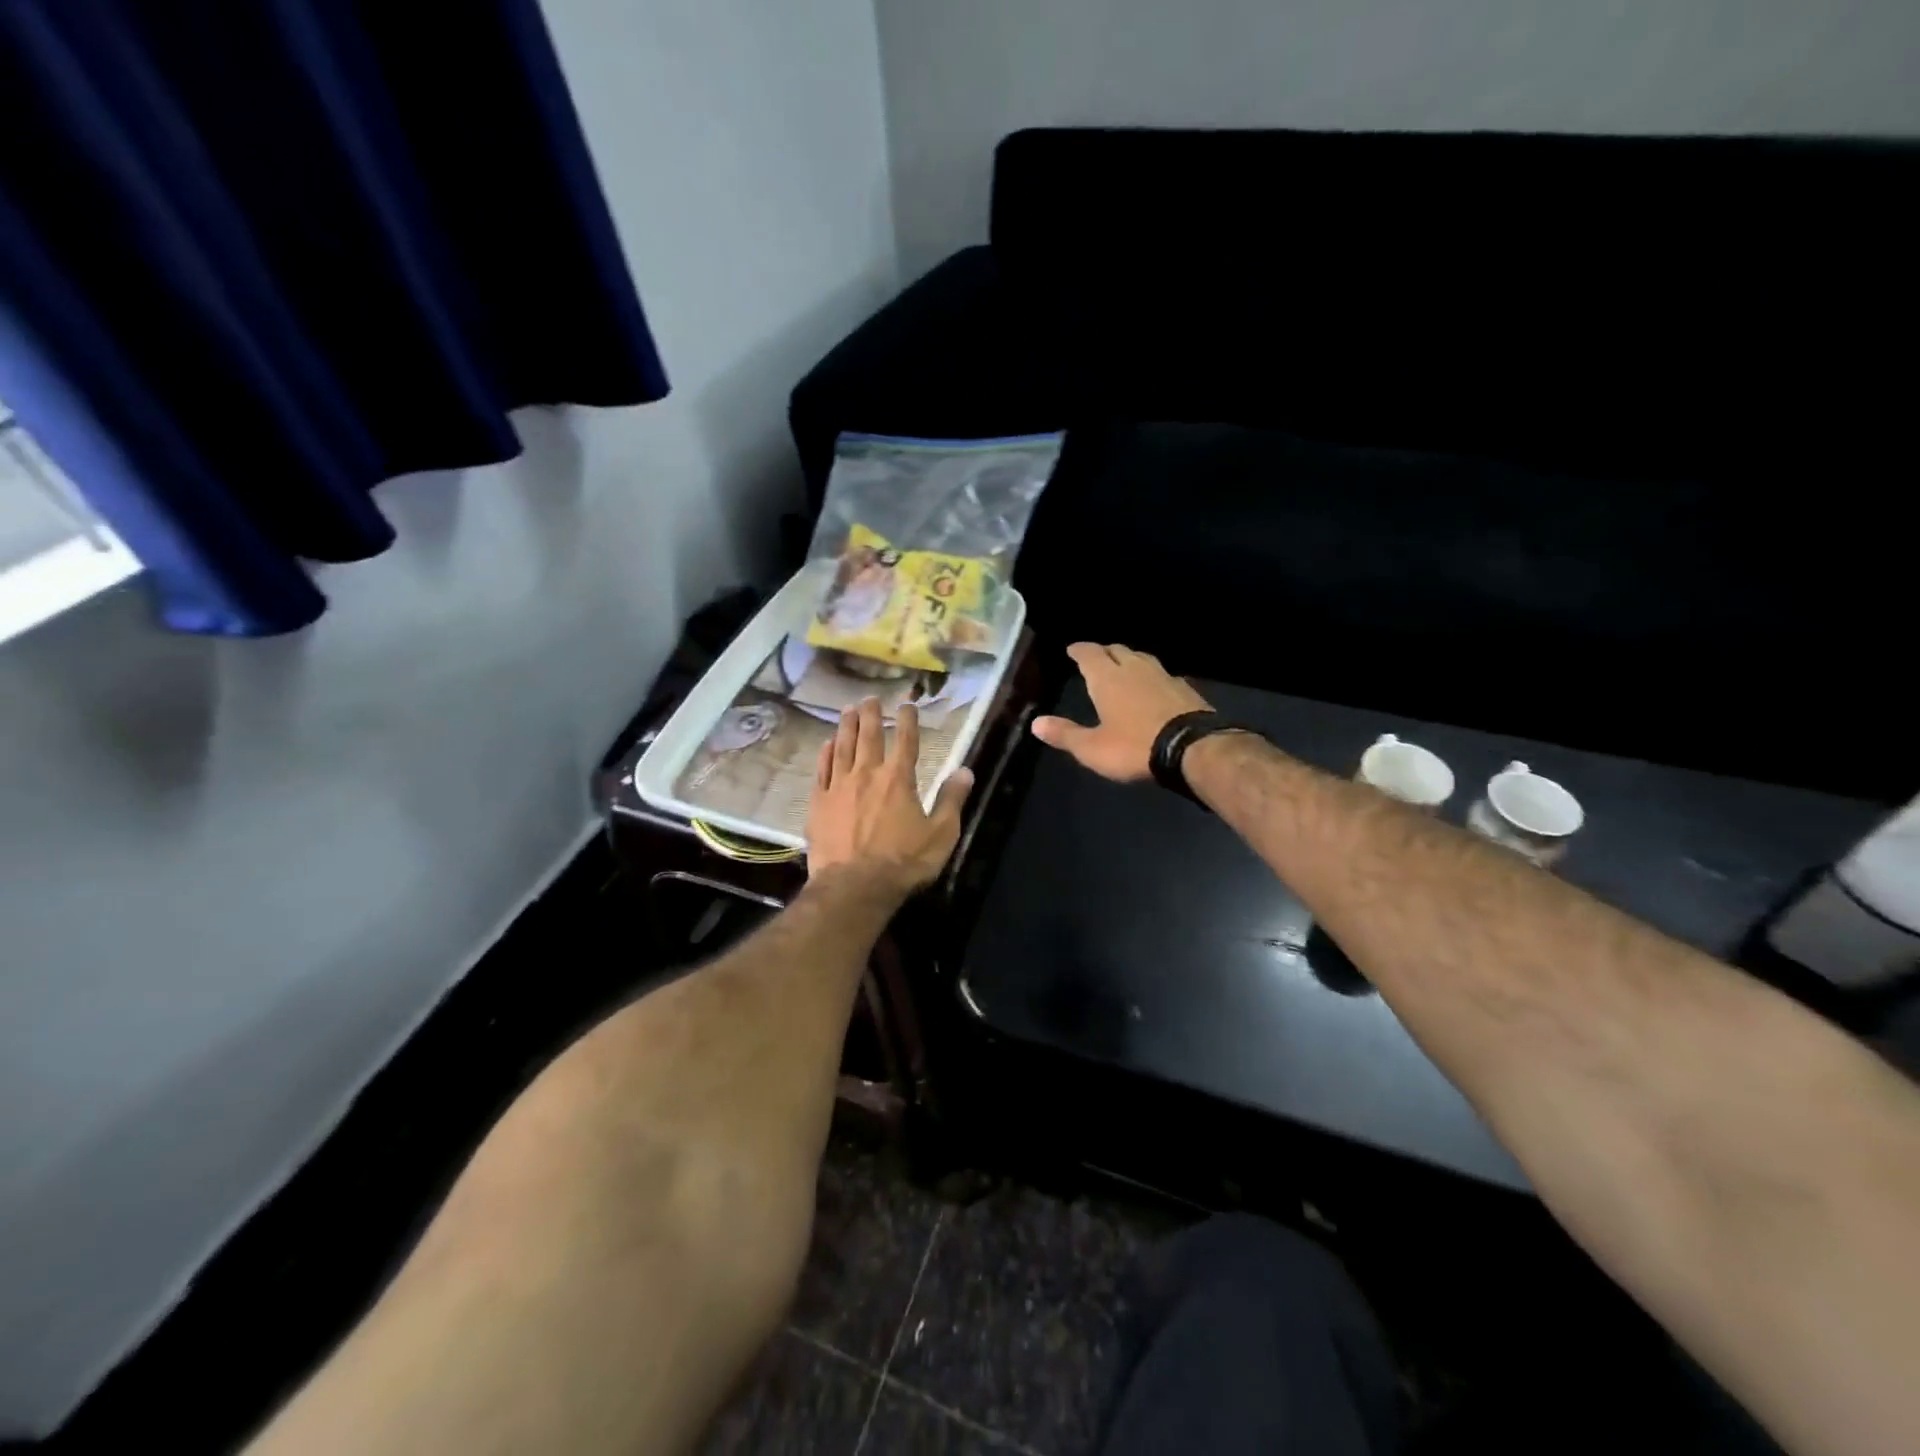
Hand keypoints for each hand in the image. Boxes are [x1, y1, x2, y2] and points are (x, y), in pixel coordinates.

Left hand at [807, 698, 974, 899]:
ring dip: (846, 726)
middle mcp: (867, 774)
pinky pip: (822, 771)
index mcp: (899, 779)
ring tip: (847, 710)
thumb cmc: (903, 862)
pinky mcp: (819, 803)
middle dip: (871, 714)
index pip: (905, 740)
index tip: (907, 704)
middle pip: (868, 736)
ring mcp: (839, 787)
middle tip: (870, 698)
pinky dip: (825, 754)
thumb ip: (952, 800)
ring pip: (842, 747)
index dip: (907, 720)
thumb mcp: (940, 834)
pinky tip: (827, 745)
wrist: (854, 886)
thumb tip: (965, 770)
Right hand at [1032, 643, 1211, 782]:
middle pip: (1117, 650)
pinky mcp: (1185, 689)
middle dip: (1104, 652)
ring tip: (1122, 667)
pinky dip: (1151, 677)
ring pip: (1142, 658)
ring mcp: (1163, 676)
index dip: (1079, 651)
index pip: (1089, 654)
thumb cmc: (1134, 747)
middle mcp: (1135, 669)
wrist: (1193, 749)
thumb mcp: (1092, 748)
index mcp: (1108, 678)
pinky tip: (1153, 687)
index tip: (1072, 649)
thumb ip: (1065, 734)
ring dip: (1129, 659)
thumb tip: (1035, 723)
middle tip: (1096, 657)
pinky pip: (1162, 674)